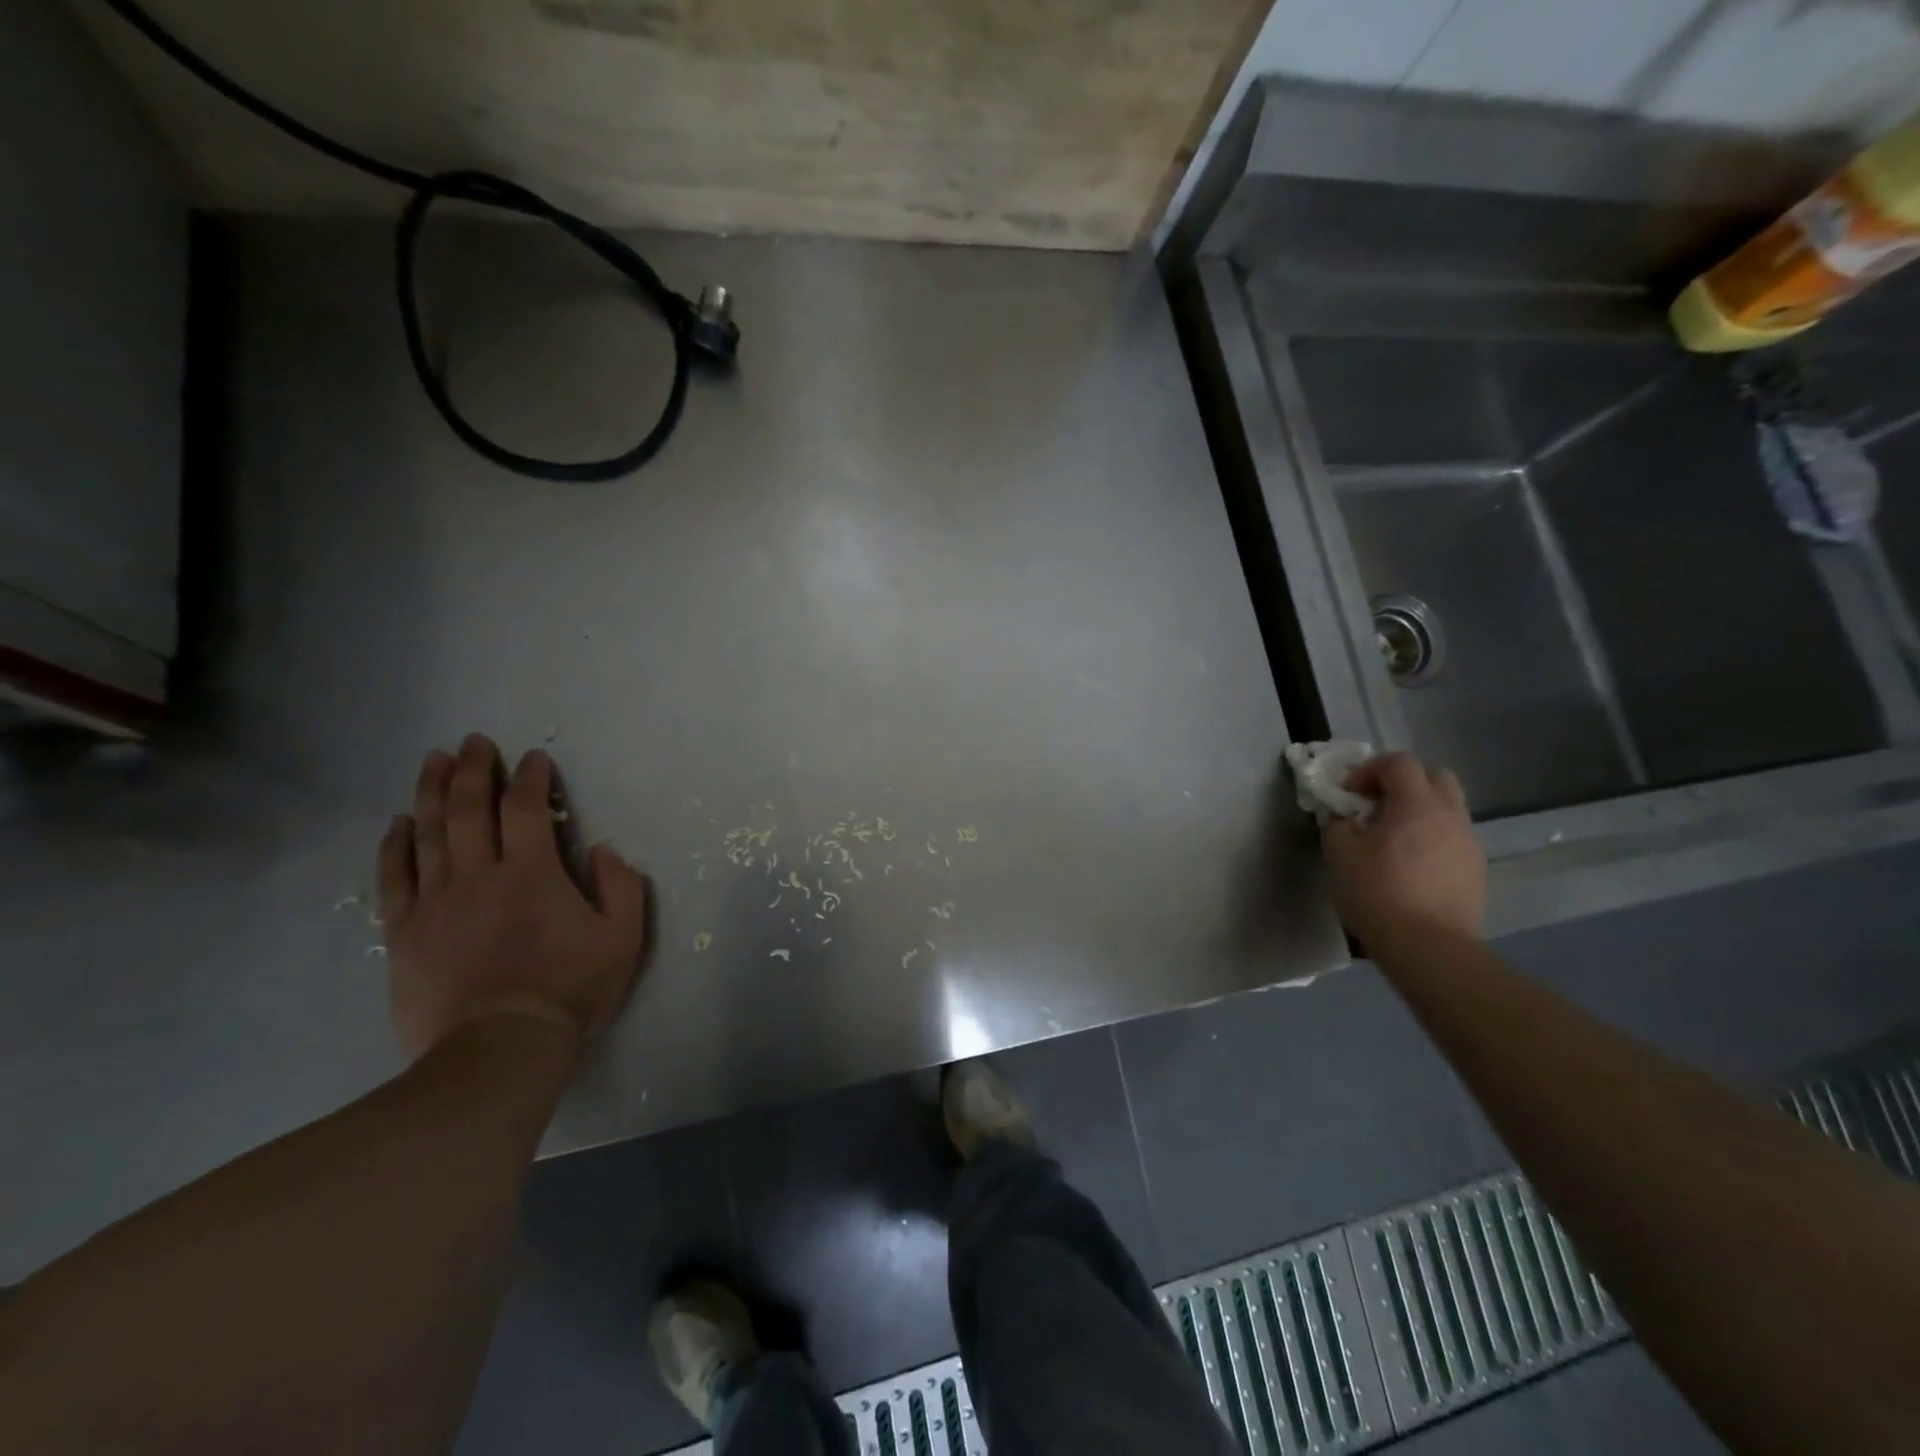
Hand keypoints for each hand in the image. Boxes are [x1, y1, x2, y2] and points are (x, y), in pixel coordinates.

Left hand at [378, 734, 647, 1058]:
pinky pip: (395, 876)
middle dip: (473, 770)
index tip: (534, 759)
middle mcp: (479, 875)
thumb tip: (603, 850)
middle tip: (474, 742)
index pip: (526, 809)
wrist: (498, 1049)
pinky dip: (395, 845)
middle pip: (468, 809)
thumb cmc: (568, 990)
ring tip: (433, 761)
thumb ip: (621, 887)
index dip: (531, 778)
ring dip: (431, 792)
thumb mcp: (622, 939)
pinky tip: (398, 823)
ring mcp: (435, 902)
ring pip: (428, 832)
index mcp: (532, 873)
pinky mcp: (405, 931)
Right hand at [1321, 752, 1484, 949]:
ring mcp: (1469, 842)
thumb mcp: (1339, 852)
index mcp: (1417, 804)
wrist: (1429, 948)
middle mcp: (1451, 815)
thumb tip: (1345, 817)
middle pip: (1434, 776)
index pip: (1399, 762)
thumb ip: (1338, 823)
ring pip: (1447, 807)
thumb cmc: (1378, 893)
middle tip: (1375, 805)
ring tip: (1392, 837)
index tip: (1348, 794)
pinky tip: (1410, 864)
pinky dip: (1431, 836)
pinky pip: (1452, 836)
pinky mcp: (1476, 869)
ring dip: (1418, 810)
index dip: (1369, 769)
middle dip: (1402, 782)